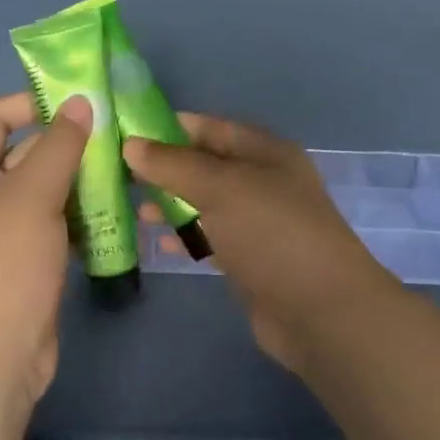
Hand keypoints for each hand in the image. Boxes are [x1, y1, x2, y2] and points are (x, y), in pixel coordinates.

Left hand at [0, 91, 92, 417]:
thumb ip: (57, 148)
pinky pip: (57, 224)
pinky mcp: (29, 262)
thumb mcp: (30, 199)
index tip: (79, 102)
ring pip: (46, 192)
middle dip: (67, 144)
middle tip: (118, 137)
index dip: (30, 104)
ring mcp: (5, 233)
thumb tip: (80, 102)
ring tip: (127, 170)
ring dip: (81, 181)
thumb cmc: (2, 270)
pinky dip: (82, 216)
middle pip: (24, 154)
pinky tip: (118, 211)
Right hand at [126, 115, 397, 371]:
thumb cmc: (272, 235)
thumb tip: (132, 145)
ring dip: (170, 204)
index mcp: (265, 152)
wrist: (319, 311)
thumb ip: (174, 165)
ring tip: (133, 209)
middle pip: (205, 165)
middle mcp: (263, 181)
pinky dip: (184, 237)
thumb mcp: (221, 188)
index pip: (210, 128)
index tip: (125, 135)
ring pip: (205, 203)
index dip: (169, 128)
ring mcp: (257, 222)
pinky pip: (209, 237)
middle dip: (164, 169)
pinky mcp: (249, 258)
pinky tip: (156, 243)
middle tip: (119, 175)